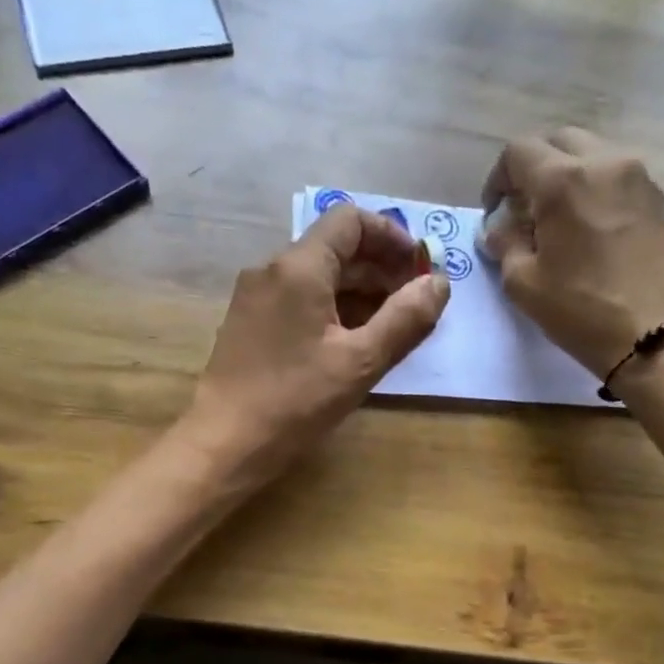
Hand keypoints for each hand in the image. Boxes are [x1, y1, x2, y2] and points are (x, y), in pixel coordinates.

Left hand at [182, 205, 450, 484]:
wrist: (225, 443)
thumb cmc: (295, 401)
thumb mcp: (361, 362)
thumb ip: (406, 318)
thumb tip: (438, 283)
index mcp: (299, 267)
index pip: (350, 220)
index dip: (391, 236)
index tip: (418, 268)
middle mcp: (272, 270)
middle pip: (335, 247)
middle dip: (380, 268)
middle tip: (414, 302)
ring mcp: (256, 296)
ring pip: (318, 276)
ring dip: (359, 291)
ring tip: (391, 326)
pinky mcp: (250, 322)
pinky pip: (299, 298)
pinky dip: (333, 308)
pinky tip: (352, 342)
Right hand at [479, 128, 663, 377]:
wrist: (654, 337)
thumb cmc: (581, 311)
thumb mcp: (524, 283)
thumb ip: (505, 243)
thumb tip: (499, 227)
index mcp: (564, 180)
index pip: (518, 152)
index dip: (498, 179)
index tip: (496, 212)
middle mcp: (604, 163)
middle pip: (557, 141)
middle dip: (533, 168)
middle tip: (523, 209)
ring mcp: (637, 177)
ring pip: (590, 153)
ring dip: (566, 174)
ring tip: (556, 218)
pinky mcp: (656, 199)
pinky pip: (615, 175)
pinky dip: (593, 187)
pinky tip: (587, 227)